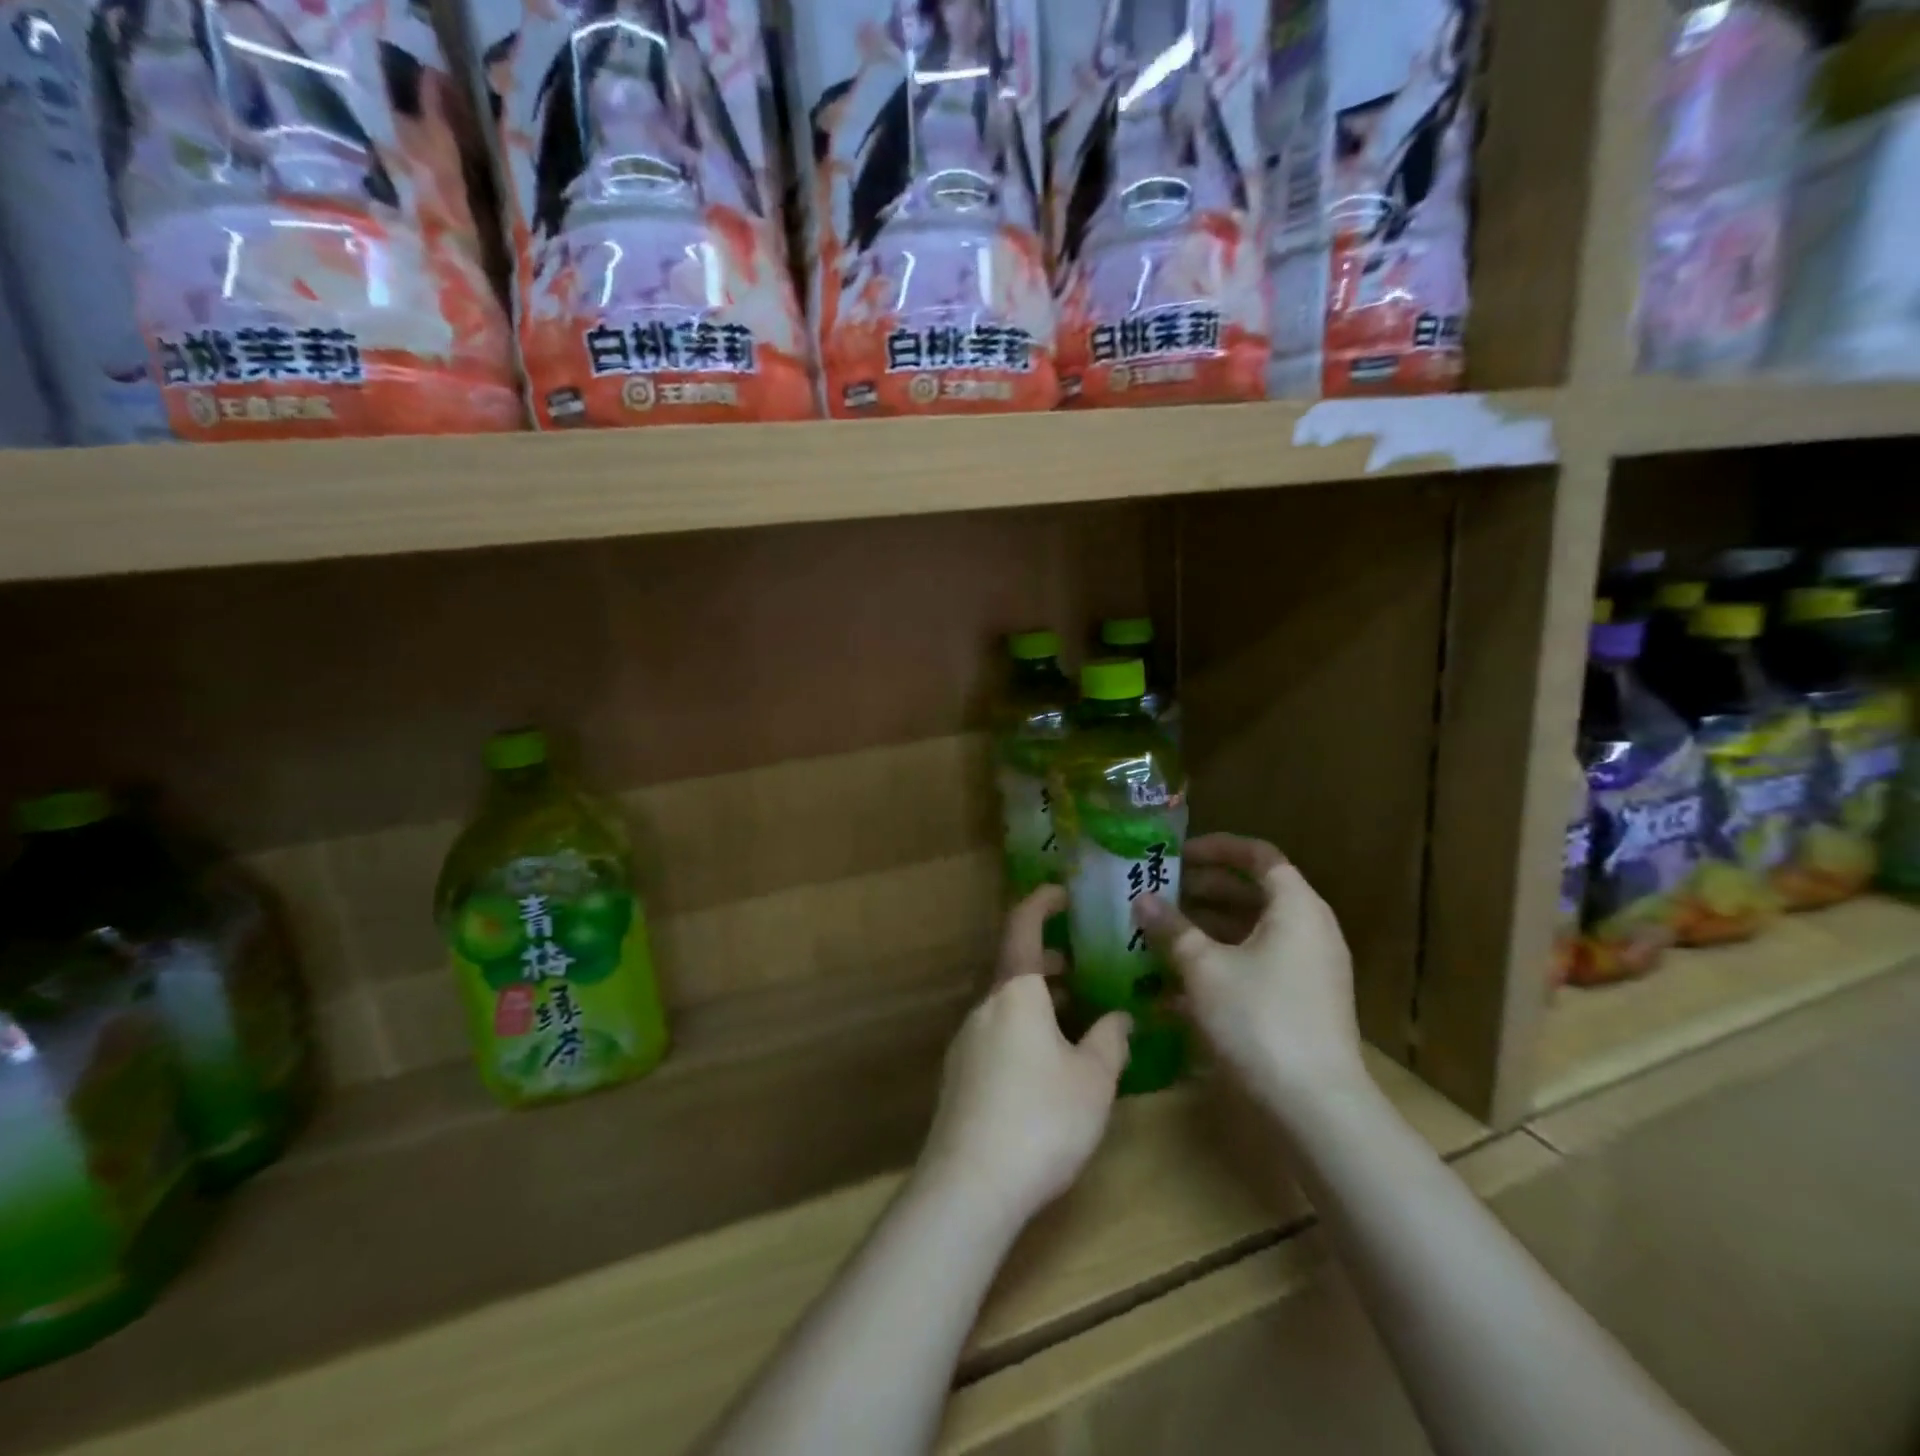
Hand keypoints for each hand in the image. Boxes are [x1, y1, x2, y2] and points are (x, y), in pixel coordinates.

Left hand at [919, 886, 1131, 1227]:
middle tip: (1083, 966)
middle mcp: (985, 1007)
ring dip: (1037, 1000)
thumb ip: (1110, 1040)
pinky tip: (1045, 1066)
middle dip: (1049, 961)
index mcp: (1016, 992)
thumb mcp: (1093, 1080)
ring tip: (1073, 1018)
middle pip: (1015, 968)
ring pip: (1006, 1005)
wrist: (970, 1184)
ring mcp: (966, 1041)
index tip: (1062, 892)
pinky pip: (996, 1034)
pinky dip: (1023, 1029)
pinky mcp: (958, 1076)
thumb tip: (1120, 1017)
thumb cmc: (1042, 1119)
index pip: (1023, 927)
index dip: (1041, 902)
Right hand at [1134, 835, 1365, 1116]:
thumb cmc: (1259, 1019)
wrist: (1315, 1108)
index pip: (1259, 855)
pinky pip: (1258, 964)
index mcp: (1295, 907)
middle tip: (1161, 891)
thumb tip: (1141, 898)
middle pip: (1255, 893)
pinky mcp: (1302, 1002)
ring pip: (1253, 932)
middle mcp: (1310, 930)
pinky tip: (1177, 983)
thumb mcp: (1204, 968)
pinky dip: (1222, 962)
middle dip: (1205, 889)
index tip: (1178, 853)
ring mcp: (1309, 969)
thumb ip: (1171, 928)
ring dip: (1208, 929)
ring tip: (1161, 932)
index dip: (1218, 848)